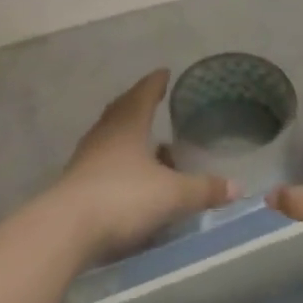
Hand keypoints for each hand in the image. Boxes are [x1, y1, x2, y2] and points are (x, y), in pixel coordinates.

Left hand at [52, 70, 237, 258]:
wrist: (66, 230)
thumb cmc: (123, 198)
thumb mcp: (173, 195)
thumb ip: (204, 189)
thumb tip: (237, 186)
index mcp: (128, 125)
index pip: (144, 94)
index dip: (156, 83)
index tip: (164, 73)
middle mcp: (105, 135)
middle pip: (122, 111)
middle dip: (139, 104)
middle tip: (153, 99)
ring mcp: (87, 159)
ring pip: (111, 137)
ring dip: (129, 136)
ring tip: (149, 142)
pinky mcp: (77, 184)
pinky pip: (103, 163)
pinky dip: (119, 162)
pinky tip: (131, 177)